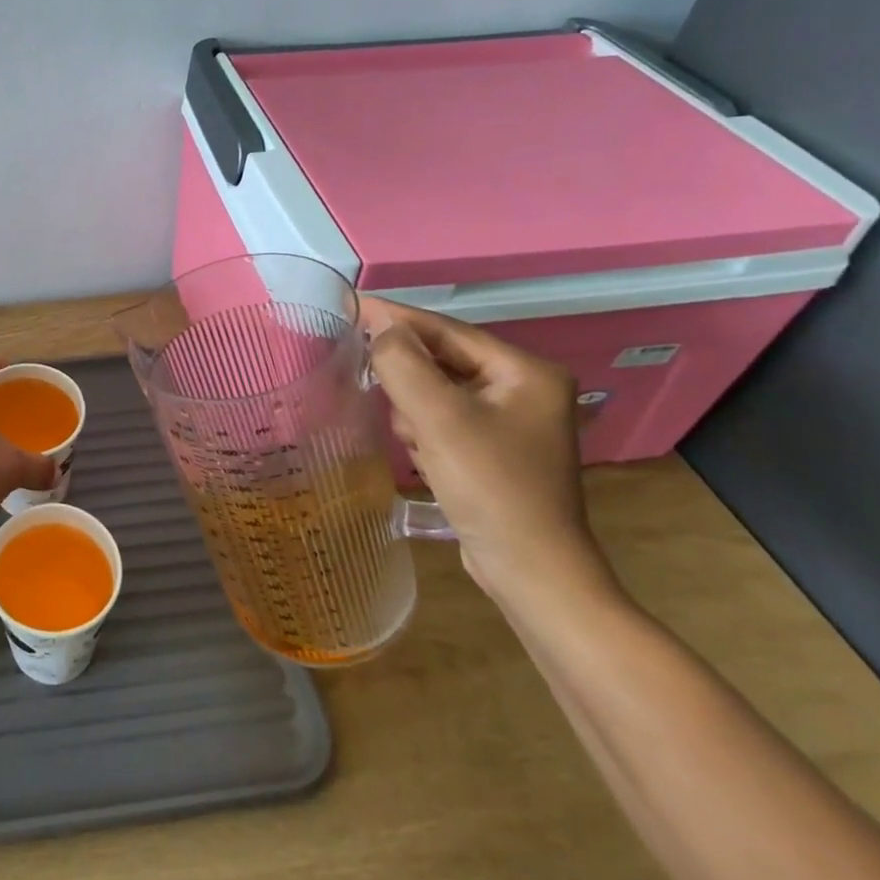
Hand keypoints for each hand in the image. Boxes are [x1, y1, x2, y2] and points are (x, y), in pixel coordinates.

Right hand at [356, 298, 614, 608]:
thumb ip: (403, 363)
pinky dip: (425, 433)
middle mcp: (522, 389)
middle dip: (409, 381)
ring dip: (414, 412)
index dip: (395, 318)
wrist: (531, 574)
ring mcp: (509, 422)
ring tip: (415, 442)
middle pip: (441, 361)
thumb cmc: (491, 488)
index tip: (348, 304)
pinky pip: (442, 420)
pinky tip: (426, 460)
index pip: (446, 330)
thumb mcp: (439, 418)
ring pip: (436, 392)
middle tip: (375, 389)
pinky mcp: (493, 450)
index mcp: (524, 371)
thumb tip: (380, 328)